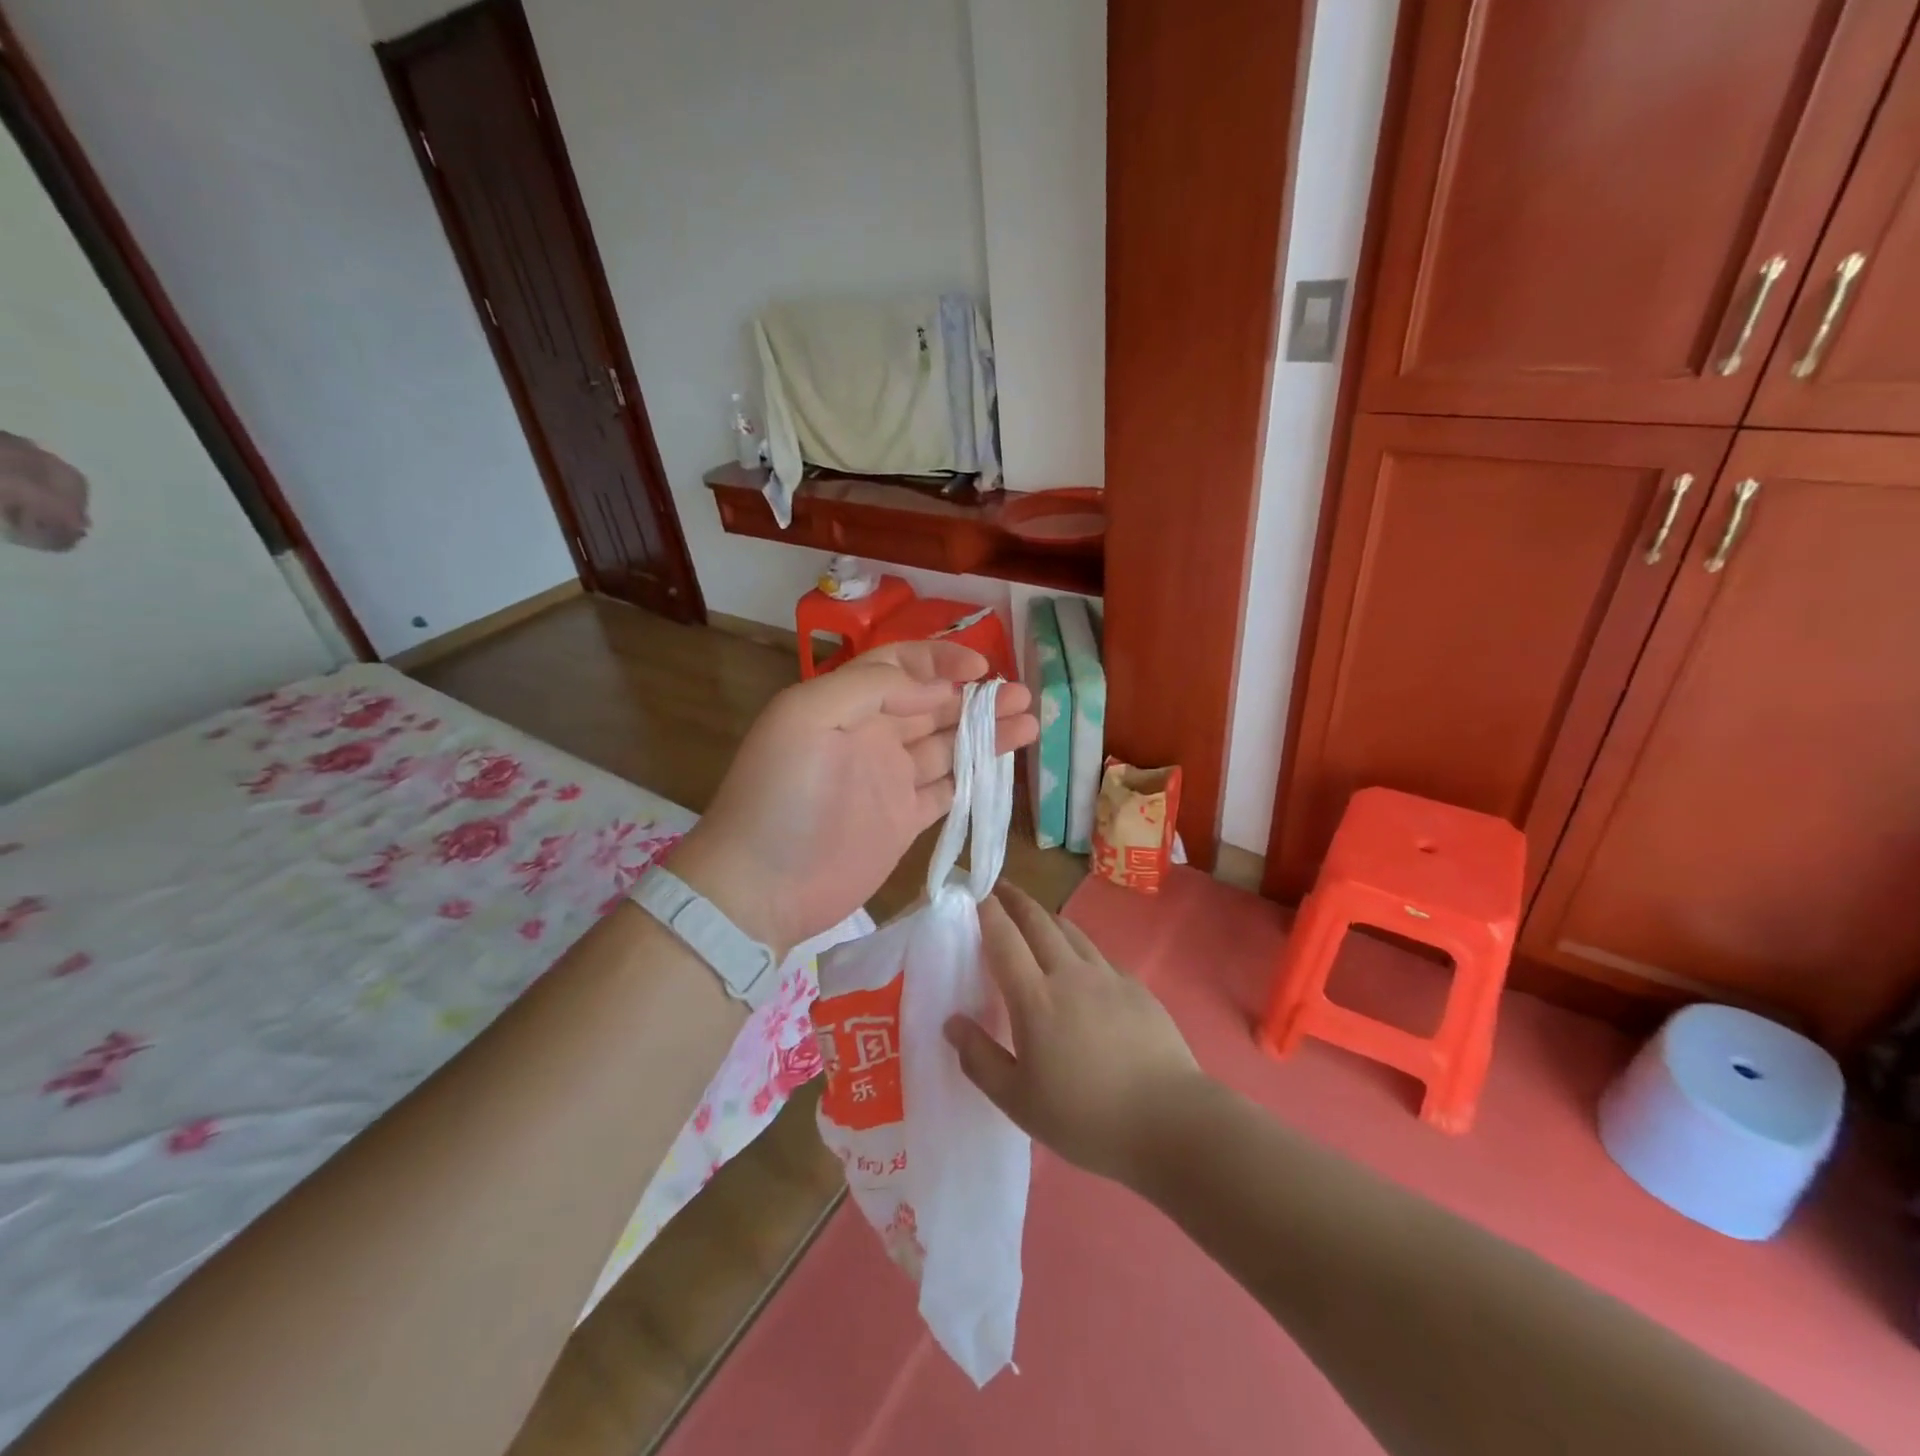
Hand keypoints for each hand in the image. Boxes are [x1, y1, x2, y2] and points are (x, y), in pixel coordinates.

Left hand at [668, 641, 1036, 956]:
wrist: (760, 888)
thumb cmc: (781, 795)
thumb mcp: (808, 717)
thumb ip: (872, 688)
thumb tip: (937, 686)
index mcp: (846, 704)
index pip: (900, 666)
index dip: (940, 662)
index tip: (979, 671)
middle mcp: (872, 735)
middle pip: (934, 705)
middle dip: (976, 696)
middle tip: (1021, 696)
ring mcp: (890, 779)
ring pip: (948, 745)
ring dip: (987, 731)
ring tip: (1029, 722)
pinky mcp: (905, 820)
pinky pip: (949, 789)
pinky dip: (977, 775)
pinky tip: (1006, 765)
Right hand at [945, 884, 1203, 1186]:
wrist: (1169, 1120)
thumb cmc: (1085, 1117)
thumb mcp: (1018, 1101)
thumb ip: (980, 1059)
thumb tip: (952, 1022)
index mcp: (1035, 998)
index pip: (1004, 939)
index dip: (988, 912)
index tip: (976, 894)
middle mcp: (1070, 974)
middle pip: (1039, 922)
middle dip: (1017, 900)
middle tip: (1002, 888)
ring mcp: (1108, 977)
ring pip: (1071, 932)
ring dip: (1048, 917)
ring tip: (1036, 916)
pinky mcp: (1136, 988)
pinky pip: (1099, 955)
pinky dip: (1079, 947)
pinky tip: (1081, 964)